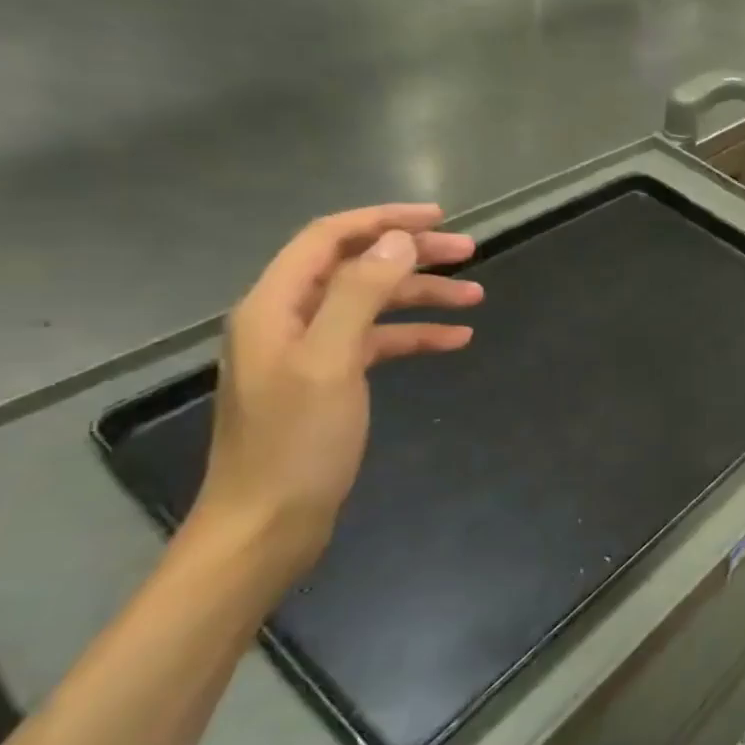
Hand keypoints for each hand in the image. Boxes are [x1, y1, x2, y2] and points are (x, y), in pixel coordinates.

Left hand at [185, 204, 482, 590]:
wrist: (267, 525)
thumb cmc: (296, 443)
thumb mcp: (331, 361)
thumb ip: (361, 294)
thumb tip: (397, 241)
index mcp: (276, 306)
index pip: (330, 238)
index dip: (383, 220)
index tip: (438, 218)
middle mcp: (289, 319)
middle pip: (356, 267)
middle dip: (412, 256)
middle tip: (469, 252)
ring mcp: (309, 351)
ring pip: (372, 304)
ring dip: (422, 296)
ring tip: (476, 296)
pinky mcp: (328, 380)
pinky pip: (377, 341)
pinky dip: (415, 335)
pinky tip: (455, 340)